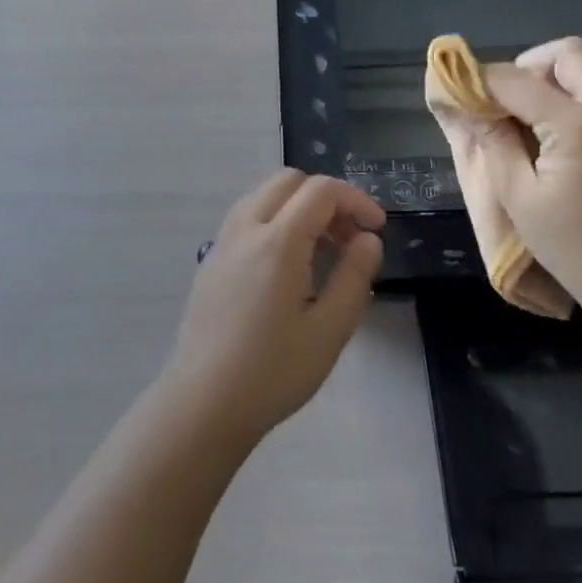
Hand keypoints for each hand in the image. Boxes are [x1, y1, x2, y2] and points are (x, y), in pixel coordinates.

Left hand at [163, 170, 385, 445]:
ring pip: (264, 195)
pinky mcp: (211, 259)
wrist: (204, 402)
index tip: (377, 230)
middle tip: (348, 237)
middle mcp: (246, 228)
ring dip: (299, 206)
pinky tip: (287, 266)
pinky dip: (275, 220)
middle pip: (289, 180)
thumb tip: (368, 239)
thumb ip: (354, 276)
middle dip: (327, 197)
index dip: (357, 200)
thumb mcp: (330, 330)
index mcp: (277, 241)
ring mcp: (223, 241)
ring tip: (321, 251)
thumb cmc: (273, 371)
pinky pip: (247, 217)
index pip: (322, 190)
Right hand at [461, 37, 581, 309]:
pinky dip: (572, 106)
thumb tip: (475, 109)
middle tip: (506, 103)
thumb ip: (496, 145)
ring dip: (551, 85)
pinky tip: (556, 147)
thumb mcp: (520, 199)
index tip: (462, 94)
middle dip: (528, 66)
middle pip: (568, 53)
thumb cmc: (577, 248)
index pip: (518, 79)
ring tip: (527, 128)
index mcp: (577, 125)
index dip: (483, 80)